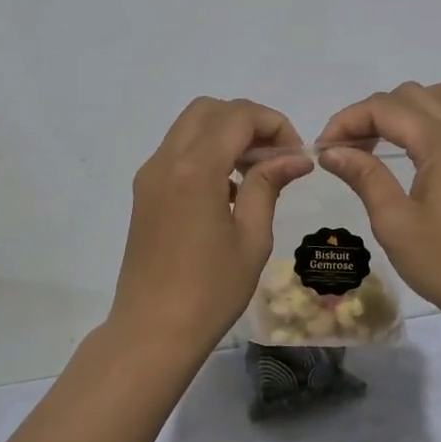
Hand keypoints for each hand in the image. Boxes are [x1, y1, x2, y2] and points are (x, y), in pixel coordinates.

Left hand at [110, 96, 311, 349]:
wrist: (151, 331)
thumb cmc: (210, 291)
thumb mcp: (251, 237)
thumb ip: (268, 185)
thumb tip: (296, 157)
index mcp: (195, 169)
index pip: (238, 116)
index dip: (273, 123)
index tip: (295, 153)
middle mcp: (166, 160)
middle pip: (209, 110)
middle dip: (247, 121)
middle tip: (274, 155)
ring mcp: (150, 175)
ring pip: (190, 126)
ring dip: (225, 134)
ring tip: (255, 172)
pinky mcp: (144, 192)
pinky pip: (178, 151)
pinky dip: (206, 151)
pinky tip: (228, 190)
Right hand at [318, 79, 440, 324]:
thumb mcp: (394, 223)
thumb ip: (364, 176)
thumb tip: (332, 151)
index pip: (384, 109)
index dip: (347, 122)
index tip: (324, 150)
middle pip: (414, 95)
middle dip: (374, 114)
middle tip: (350, 151)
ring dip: (417, 107)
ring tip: (395, 139)